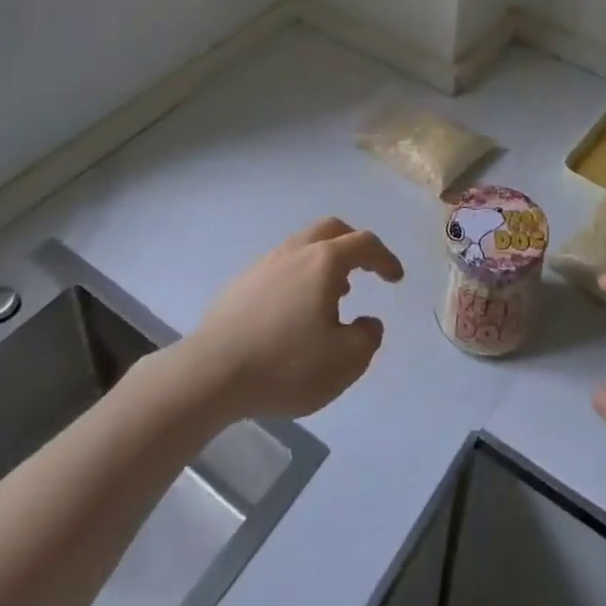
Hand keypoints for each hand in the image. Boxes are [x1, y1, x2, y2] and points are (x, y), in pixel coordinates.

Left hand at [180, 217, 404, 420]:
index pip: (364, 244)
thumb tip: (367, 323)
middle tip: (364, 270)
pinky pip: (280, 267)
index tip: (395, 279)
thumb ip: (367, 338)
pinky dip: (299, 277)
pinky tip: (294, 313)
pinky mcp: (240, 284)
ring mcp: (263, 264)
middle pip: (330, 230)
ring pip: (302, 247)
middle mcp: (294, 252)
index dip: (385, 258)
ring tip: (331, 298)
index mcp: (324, 262)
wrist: (210, 375)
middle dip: (353, 245)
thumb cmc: (285, 364)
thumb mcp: (344, 362)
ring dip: (324, 262)